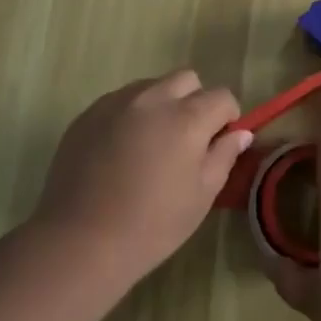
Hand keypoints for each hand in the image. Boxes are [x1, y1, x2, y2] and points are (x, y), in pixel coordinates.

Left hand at [29, 71, 250, 288]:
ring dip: (161, 104)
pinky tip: (121, 150)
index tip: (218, 143)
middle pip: (186, 79)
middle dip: (195, 101)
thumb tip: (240, 133)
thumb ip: (224, 156)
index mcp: (187, 117)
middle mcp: (153, 98)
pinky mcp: (88, 114)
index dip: (227, 118)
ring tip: (151, 143)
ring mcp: (116, 102)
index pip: (222, 96)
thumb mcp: (202, 195)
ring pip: (151, 86)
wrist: (80, 241)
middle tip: (186, 139)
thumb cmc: (152, 225)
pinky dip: (130, 114)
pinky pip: (120, 100)